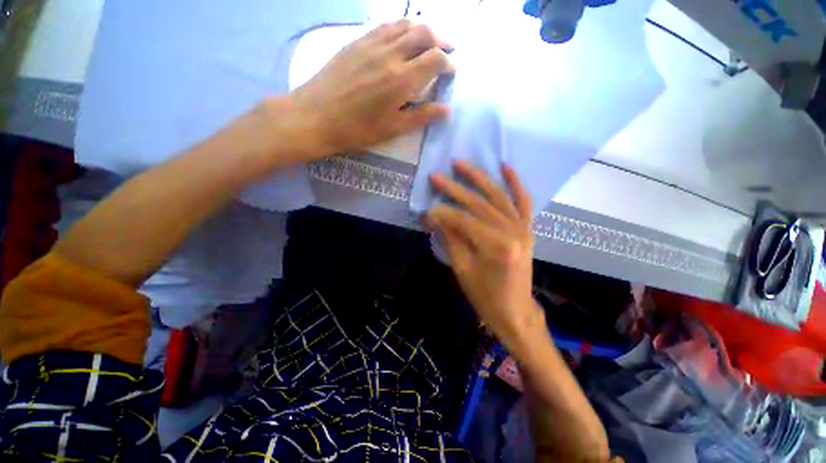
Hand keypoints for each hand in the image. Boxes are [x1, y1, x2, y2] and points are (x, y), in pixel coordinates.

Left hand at [283, 20, 454, 160]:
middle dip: (441, 40)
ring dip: (422, 30)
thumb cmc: (358, 129)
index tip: (451, 72)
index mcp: (402, 80)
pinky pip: (385, 26)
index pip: (435, 59)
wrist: (316, 116)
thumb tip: (446, 109)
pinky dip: (400, 28)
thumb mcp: (393, 128)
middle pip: (424, 33)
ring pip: (405, 24)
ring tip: (428, 41)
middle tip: (447, 51)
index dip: (448, 64)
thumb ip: (421, 116)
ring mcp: (372, 44)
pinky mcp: (357, 41)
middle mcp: (391, 54)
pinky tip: (401, 37)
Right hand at [427, 161, 543, 345]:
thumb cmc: (484, 295)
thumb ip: (449, 237)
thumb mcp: (461, 268)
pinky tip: (505, 166)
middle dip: (454, 189)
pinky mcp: (527, 228)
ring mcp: (523, 228)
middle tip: (435, 176)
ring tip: (460, 163)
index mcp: (497, 246)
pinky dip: (515, 183)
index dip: (442, 213)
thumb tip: (433, 215)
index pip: (463, 220)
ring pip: (497, 196)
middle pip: (479, 204)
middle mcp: (513, 231)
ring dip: (478, 178)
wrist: (514, 310)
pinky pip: (523, 201)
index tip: (425, 209)